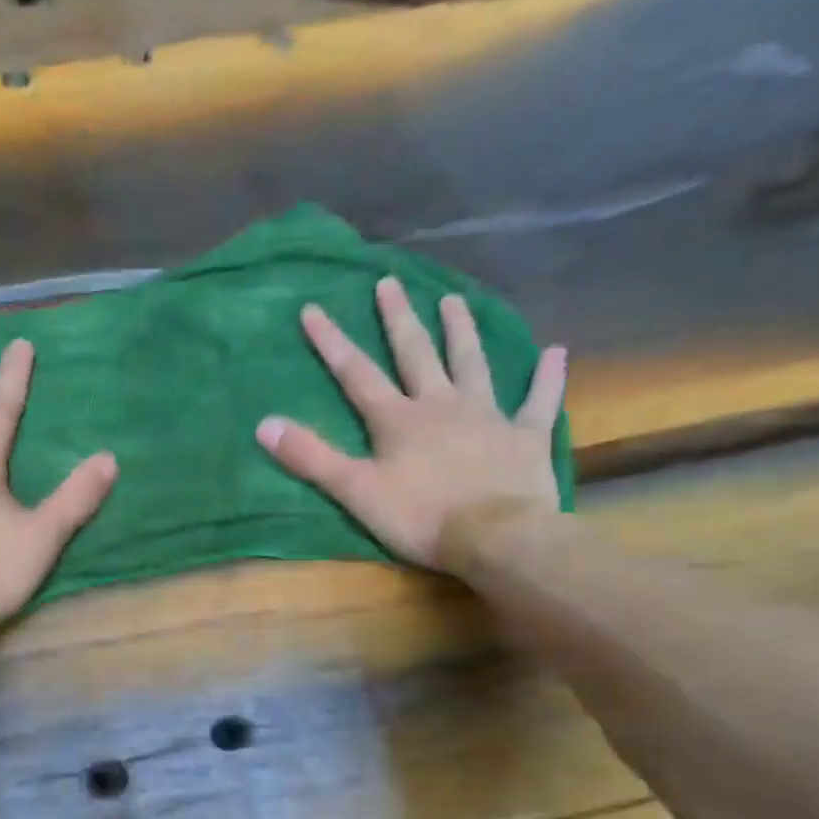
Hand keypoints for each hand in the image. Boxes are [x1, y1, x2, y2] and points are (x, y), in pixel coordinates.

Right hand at [255, 278, 566, 574]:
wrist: (497, 536)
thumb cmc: (421, 517)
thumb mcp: (355, 491)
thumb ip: (311, 457)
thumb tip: (264, 425)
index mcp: (398, 419)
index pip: (357, 374)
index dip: (332, 342)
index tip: (312, 308)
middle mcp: (441, 405)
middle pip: (416, 354)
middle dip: (399, 318)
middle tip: (389, 282)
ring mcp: (488, 415)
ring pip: (473, 364)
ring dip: (462, 332)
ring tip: (454, 300)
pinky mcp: (526, 435)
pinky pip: (539, 400)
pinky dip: (547, 377)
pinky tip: (555, 351)